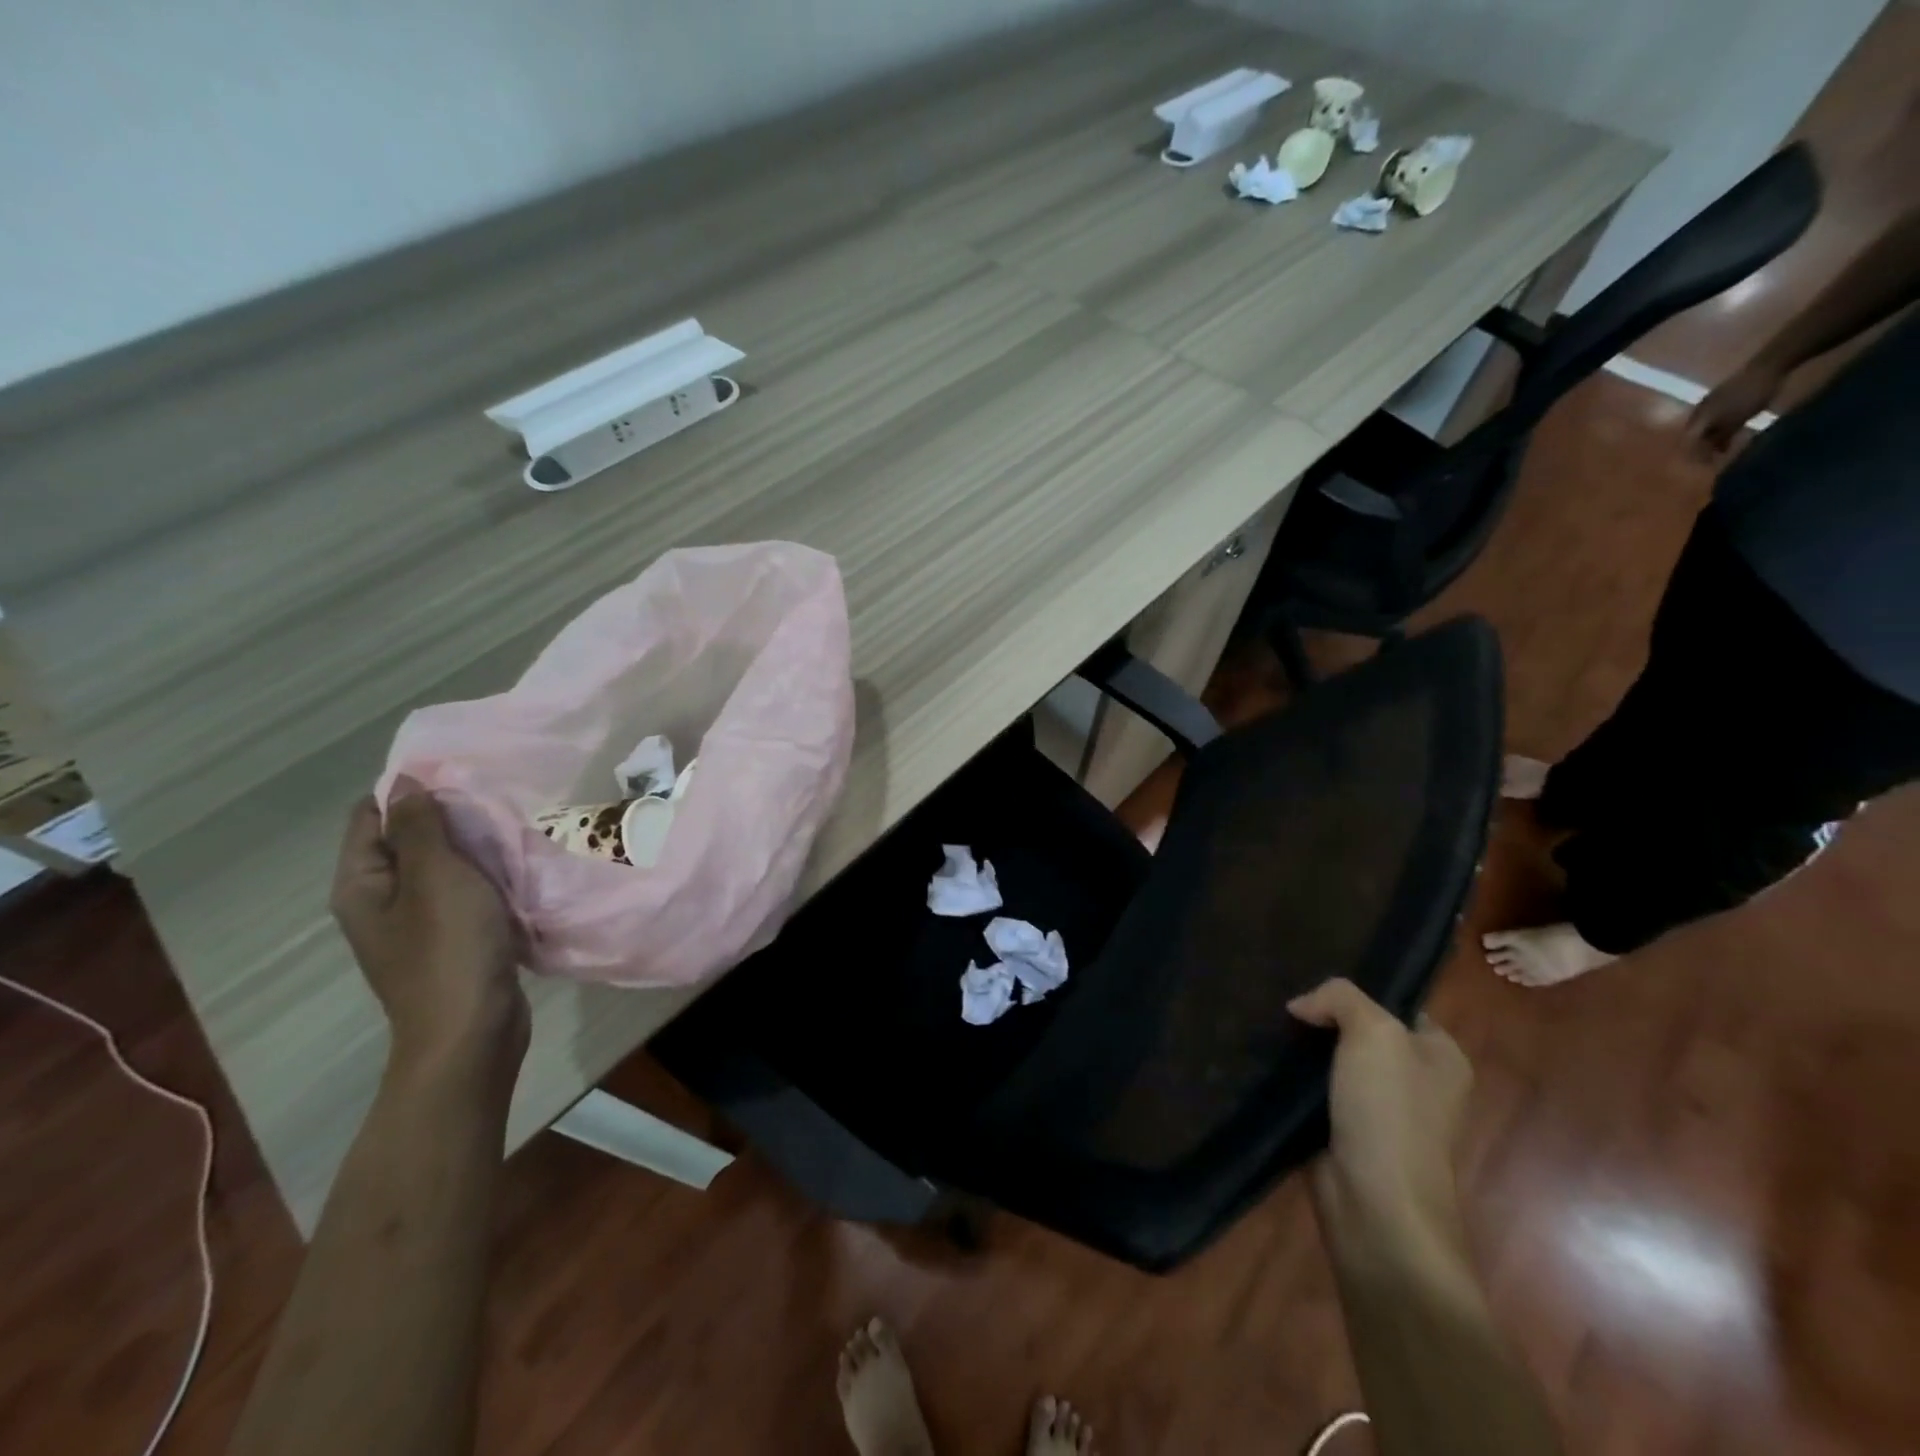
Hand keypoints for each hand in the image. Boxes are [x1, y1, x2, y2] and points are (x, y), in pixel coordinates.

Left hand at [330, 783, 529, 1080]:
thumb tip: (407, 783)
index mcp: (362, 885)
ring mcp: (416, 925)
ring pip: (441, 869)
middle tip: (494, 801)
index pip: (370, 817)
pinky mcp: (451, 941)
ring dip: (472, 849)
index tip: (459, 776)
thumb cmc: (449, 950)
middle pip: (407, 841)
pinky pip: (464, 894)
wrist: (471, 1032)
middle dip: (447, 819)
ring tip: (511, 830)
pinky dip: (486, 879)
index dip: (408, 792)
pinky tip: (516, 870)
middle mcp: (380, 902)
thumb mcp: (437, 878)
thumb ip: (422, 828)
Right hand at [1289, 979, 1471, 1243]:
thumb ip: (1339, 998)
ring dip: (1303, 1050)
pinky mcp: (1346, 1133)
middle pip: (1360, 1032)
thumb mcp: (1373, 1032)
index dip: (1356, 992)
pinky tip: (1268, 1064)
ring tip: (1266, 1029)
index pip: (1395, 1005)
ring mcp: (1381, 1111)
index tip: (1313, 986)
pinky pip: (1316, 1092)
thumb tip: (1301, 1006)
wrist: (1376, 1206)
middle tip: (1283, 1005)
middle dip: (1323, 1020)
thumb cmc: (1389, 1112)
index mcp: (1441, 1056)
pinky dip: (1294, 1081)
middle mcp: (1417, 1081)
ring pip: (1334, 1061)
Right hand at [1685, 359, 1784, 457]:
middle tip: (1714, 457)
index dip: (1695, 455)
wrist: (1769, 365)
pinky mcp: (1722, 395)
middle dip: (1702, 447)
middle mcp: (1697, 412)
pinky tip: (1730, 428)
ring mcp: (1709, 402)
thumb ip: (1721, 438)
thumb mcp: (1736, 421)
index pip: (1688, 443)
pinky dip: (1719, 426)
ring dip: (1711, 436)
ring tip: (1723, 445)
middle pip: (1695, 435)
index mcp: (1697, 419)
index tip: (1705, 465)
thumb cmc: (1751, 396)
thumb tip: (1712, 453)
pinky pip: (1714, 416)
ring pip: (1705, 425)